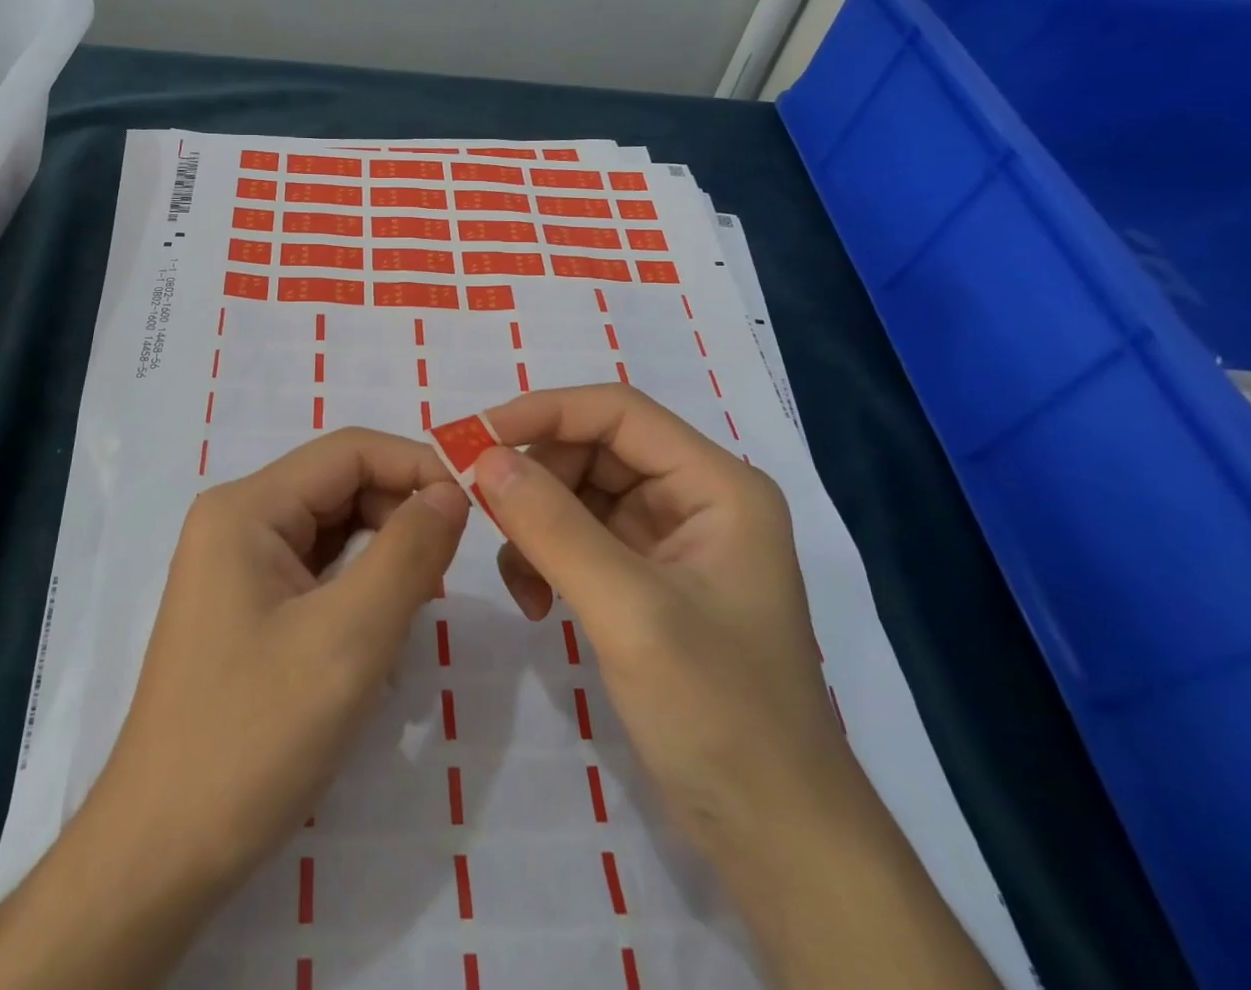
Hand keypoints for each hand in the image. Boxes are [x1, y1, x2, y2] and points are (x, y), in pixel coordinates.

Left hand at [96, 427, 469, 889]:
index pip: (350, 452)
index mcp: (247, 508)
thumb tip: (451, 489)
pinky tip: (381, 625)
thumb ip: (409, 551)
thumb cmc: (253, 738)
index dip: (418, 465)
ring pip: (332, 528)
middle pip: (340, 485)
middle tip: (451, 567)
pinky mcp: (244, 604)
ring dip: (384, 551)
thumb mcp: (350, 639)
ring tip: (421, 600)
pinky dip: (358, 584)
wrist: (159, 855)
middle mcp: (237, 520)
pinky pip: (316, 568)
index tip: (477, 505)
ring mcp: (236, 563)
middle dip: (402, 511)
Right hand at [476, 384, 843, 847]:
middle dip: (535, 477)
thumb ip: (554, 527)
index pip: (618, 412)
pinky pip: (578, 538)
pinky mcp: (646, 579)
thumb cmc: (720, 714)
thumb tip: (483, 457)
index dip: (545, 412)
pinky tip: (535, 602)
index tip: (475, 438)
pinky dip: (545, 557)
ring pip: (578, 493)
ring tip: (519, 579)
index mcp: (716, 485)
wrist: (775, 838)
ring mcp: (669, 540)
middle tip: (481, 512)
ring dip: (535, 524)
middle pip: (593, 450)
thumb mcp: (630, 611)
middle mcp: (694, 498)